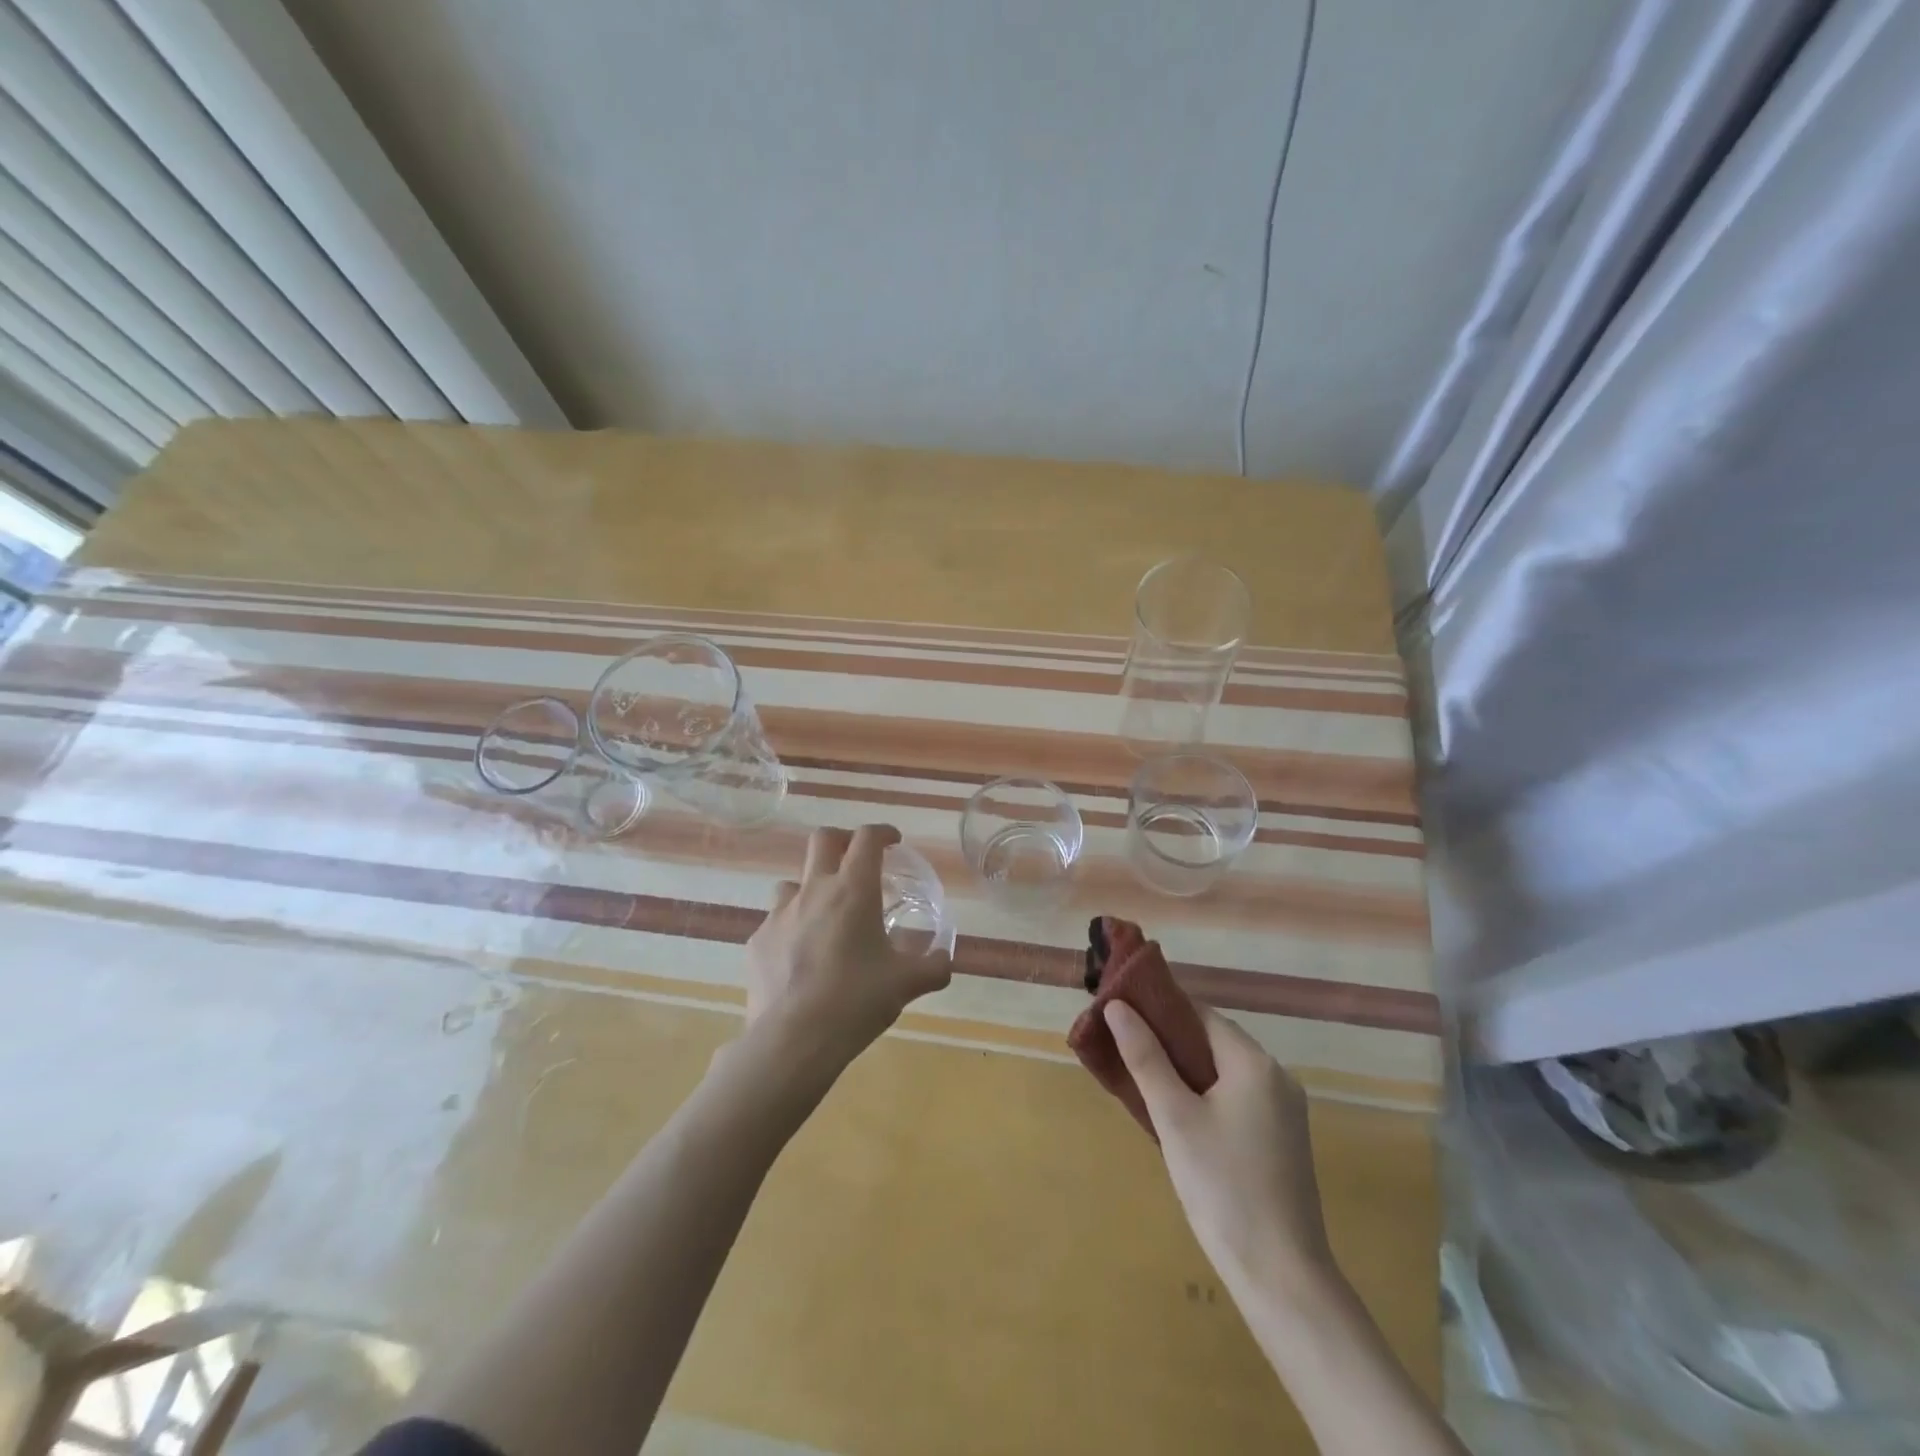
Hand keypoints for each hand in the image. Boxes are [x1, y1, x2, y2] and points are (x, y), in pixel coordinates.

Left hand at [744, 824, 952, 1076]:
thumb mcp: (906, 984)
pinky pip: (776, 922)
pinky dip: (792, 928)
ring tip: (826, 915)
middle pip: (823, 840)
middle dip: (843, 840)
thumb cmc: (856, 1001)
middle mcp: (813, 891)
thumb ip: (933, 967)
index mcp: (853, 891)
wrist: (792, 1040)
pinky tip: (801, 957)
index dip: (882, 832)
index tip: (893, 842)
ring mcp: (779, 914)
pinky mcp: (757, 941)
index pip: (867, 838)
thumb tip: (945, 960)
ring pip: (794, 881)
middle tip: (857, 861)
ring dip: (812, 888)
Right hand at [1105, 1001, 1334, 1296]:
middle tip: (1125, 1052)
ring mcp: (1285, 1111)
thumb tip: (1117, 1007)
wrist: (1282, 1277)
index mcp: (1254, 1063)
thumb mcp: (1174, 1118)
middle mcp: (1277, 1077)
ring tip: (1143, 1082)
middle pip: (1214, 1041)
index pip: (1200, 1014)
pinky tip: (1180, 1117)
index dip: (1160, 1009)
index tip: (1122, 1016)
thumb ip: (1145, 1057)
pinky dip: (1207, 1095)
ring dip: (1186, 1070)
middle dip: (1169, 1042)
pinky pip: (1238, 1098)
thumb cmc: (1223, 1187)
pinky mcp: (1283, 1140)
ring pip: (1224, 1072)